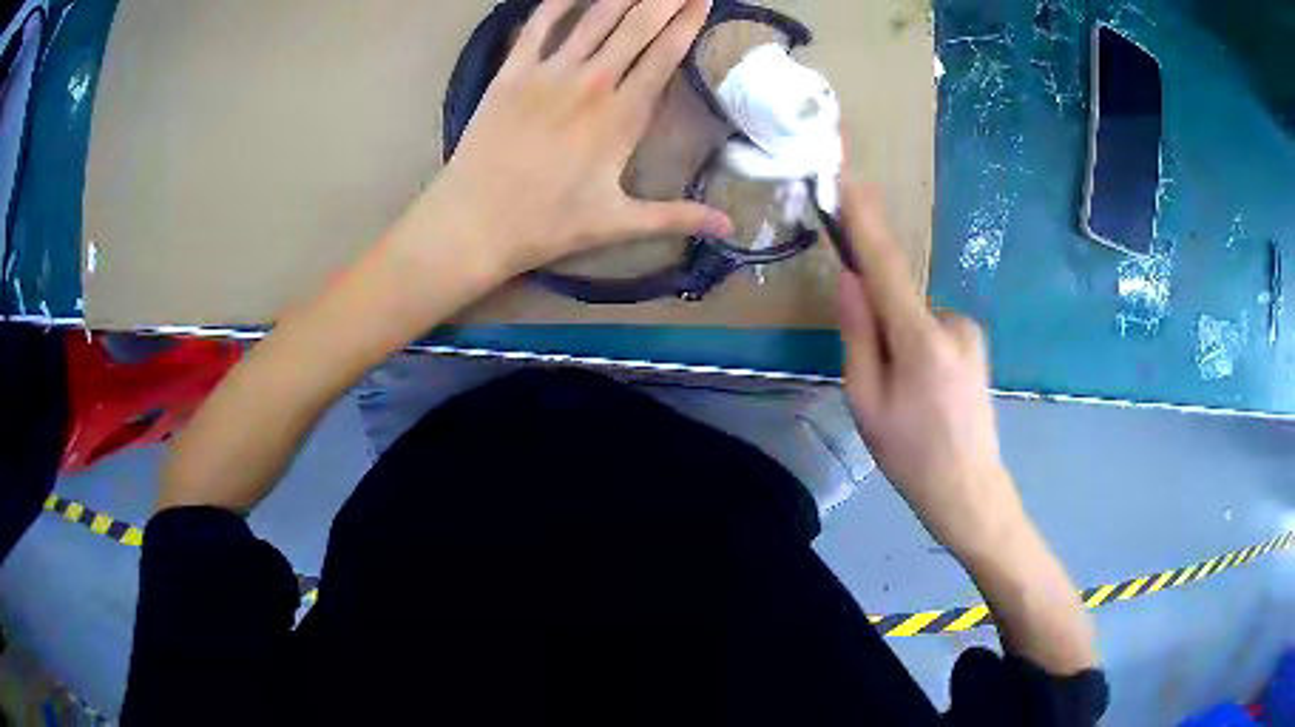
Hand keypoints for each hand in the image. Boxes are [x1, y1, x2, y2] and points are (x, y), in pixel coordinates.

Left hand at [409, 0, 733, 277]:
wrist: (473, 223)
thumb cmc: (546, 225)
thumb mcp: (617, 224)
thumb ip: (677, 217)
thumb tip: (731, 228)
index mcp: (621, 117)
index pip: (666, 54)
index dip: (689, 21)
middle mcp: (591, 83)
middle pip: (637, 25)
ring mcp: (547, 73)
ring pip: (595, 17)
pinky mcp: (511, 73)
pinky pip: (538, 25)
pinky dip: (559, 2)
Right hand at [836, 180, 1025, 558]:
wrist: (969, 490)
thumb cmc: (910, 454)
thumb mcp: (866, 402)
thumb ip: (859, 335)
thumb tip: (850, 279)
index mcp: (921, 339)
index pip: (887, 265)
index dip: (866, 222)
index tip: (849, 179)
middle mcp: (952, 322)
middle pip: (898, 297)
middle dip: (877, 320)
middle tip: (877, 376)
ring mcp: (969, 331)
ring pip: (915, 316)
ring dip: (899, 340)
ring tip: (905, 397)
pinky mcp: (976, 343)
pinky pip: (933, 328)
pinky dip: (918, 346)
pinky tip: (926, 392)